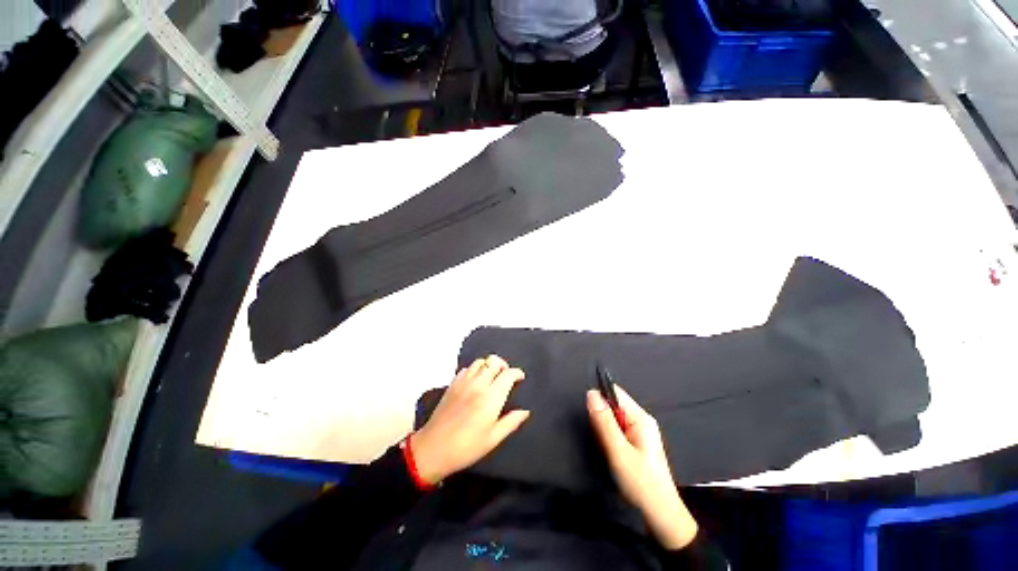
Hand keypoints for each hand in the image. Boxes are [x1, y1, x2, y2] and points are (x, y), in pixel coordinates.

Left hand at [411, 355, 529, 484]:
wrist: (433, 449)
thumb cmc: (466, 447)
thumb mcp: (493, 439)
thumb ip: (511, 422)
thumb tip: (525, 411)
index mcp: (491, 398)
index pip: (508, 374)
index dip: (517, 373)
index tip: (520, 378)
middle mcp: (478, 384)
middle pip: (494, 361)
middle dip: (503, 365)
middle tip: (505, 376)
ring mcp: (463, 382)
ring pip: (480, 362)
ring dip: (488, 366)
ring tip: (491, 377)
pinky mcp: (452, 384)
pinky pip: (466, 368)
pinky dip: (474, 370)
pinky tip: (475, 381)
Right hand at [587, 385, 698, 549]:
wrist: (660, 515)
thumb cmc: (641, 483)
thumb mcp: (619, 452)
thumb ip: (604, 422)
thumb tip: (591, 393)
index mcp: (641, 418)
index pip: (615, 393)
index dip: (599, 399)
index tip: (588, 415)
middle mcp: (641, 421)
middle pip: (613, 405)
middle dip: (600, 417)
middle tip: (599, 438)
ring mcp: (639, 432)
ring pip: (612, 419)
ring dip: (603, 429)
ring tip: (605, 448)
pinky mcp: (635, 443)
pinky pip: (616, 431)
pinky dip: (608, 438)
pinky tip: (609, 453)